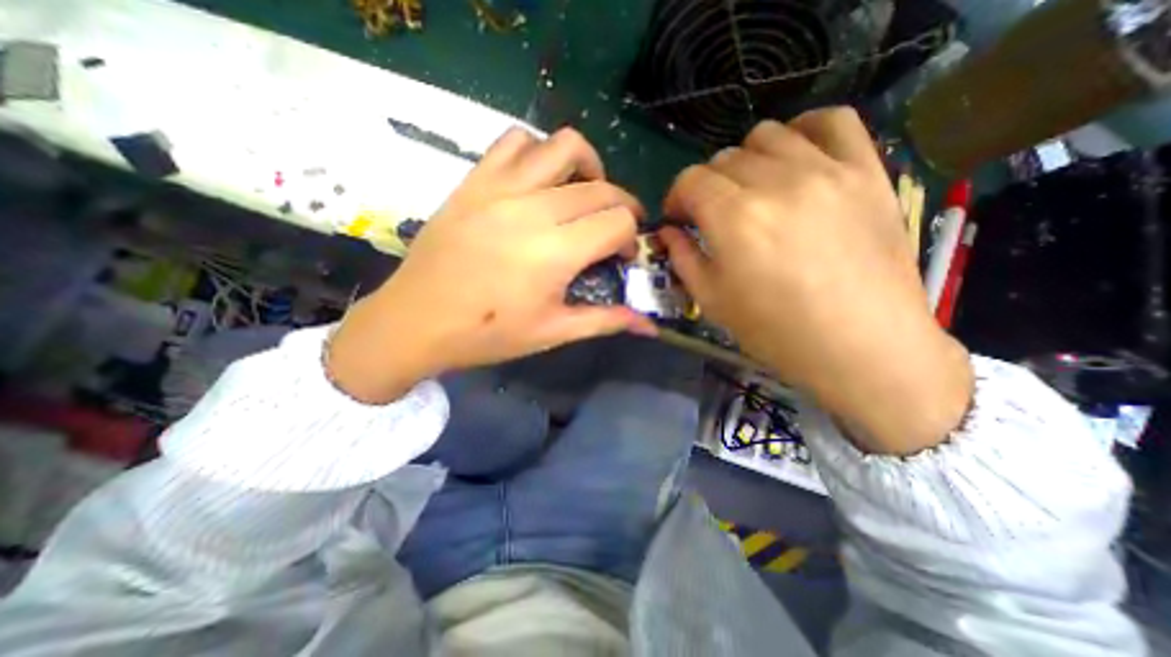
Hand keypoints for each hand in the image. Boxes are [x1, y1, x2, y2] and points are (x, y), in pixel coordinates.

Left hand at [329, 125, 653, 403]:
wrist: (415, 322)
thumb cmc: (487, 334)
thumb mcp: (552, 332)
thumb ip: (606, 321)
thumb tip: (650, 327)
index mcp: (556, 252)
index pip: (618, 222)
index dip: (632, 238)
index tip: (623, 256)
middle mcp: (534, 209)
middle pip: (601, 188)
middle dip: (621, 207)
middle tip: (614, 231)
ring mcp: (501, 188)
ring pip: (564, 146)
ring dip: (588, 166)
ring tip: (583, 194)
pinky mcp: (474, 181)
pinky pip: (514, 141)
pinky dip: (539, 152)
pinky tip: (539, 181)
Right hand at [661, 108, 975, 455]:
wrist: (861, 345)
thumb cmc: (775, 331)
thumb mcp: (711, 301)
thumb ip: (682, 258)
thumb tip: (668, 231)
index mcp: (734, 218)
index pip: (689, 180)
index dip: (676, 196)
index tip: (679, 218)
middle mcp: (775, 182)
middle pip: (723, 158)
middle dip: (707, 186)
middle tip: (714, 215)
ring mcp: (826, 170)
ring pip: (768, 135)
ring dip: (746, 160)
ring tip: (752, 190)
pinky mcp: (866, 171)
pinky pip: (833, 121)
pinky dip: (805, 130)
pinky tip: (796, 156)